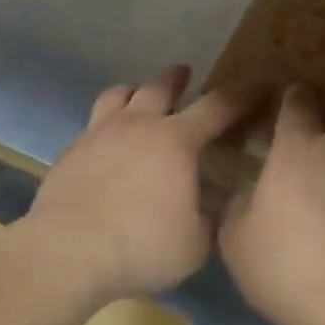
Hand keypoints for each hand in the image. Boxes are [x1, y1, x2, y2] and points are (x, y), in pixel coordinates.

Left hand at [25, 66, 256, 303]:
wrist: (67, 251)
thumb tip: (212, 207)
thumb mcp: (194, 244)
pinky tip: (108, 142)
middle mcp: (138, 125)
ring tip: (138, 95)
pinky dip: (106, 123)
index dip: (241, 96)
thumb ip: (209, 220)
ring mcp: (99, 133)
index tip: (257, 86)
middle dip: (177, 78)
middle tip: (185, 73)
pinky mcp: (71, 151)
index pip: (217, 107)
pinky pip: (93, 124)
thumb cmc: (141, 246)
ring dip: (134, 90)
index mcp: (175, 140)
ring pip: (118, 94)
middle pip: (159, 87)